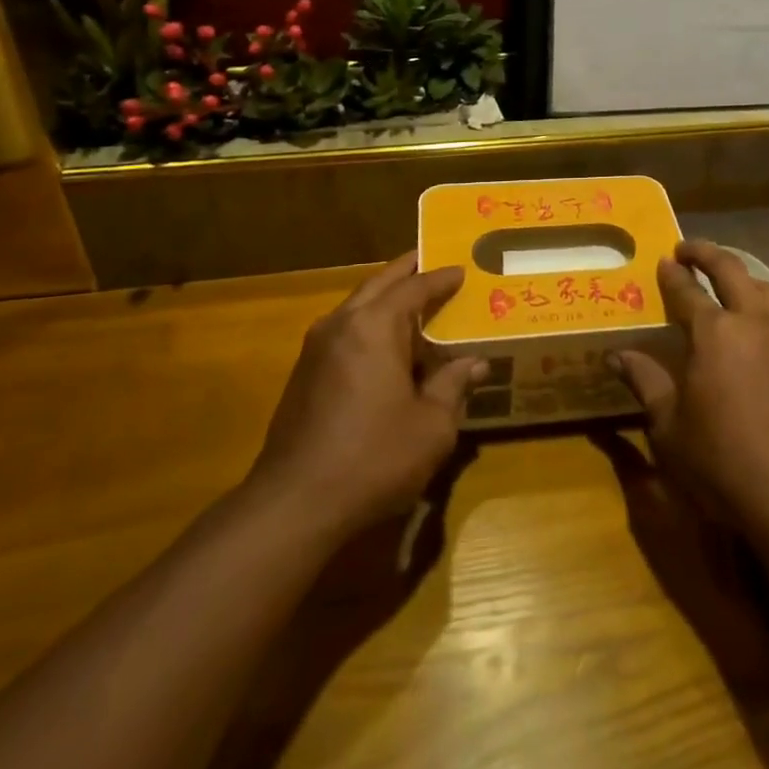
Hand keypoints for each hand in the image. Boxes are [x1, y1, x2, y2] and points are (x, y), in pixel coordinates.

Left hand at [245, 253, 485, 542]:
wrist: (294, 505)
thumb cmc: (373, 458)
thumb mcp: (431, 425)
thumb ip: (453, 386)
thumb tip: (475, 363)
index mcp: (374, 326)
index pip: (414, 287)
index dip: (441, 278)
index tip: (462, 270)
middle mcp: (341, 324)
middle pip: (379, 284)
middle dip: (407, 272)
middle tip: (433, 263)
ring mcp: (316, 348)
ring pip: (357, 306)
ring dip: (385, 298)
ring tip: (414, 303)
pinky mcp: (304, 374)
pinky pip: (345, 331)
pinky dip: (369, 324)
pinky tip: (386, 347)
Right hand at [611, 241, 768, 551]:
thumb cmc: (721, 462)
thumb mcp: (669, 426)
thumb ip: (645, 381)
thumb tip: (616, 356)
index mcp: (714, 333)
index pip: (687, 290)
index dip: (672, 273)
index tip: (664, 261)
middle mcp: (755, 321)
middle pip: (732, 270)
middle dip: (707, 254)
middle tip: (689, 250)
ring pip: (767, 289)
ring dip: (743, 279)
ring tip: (730, 284)